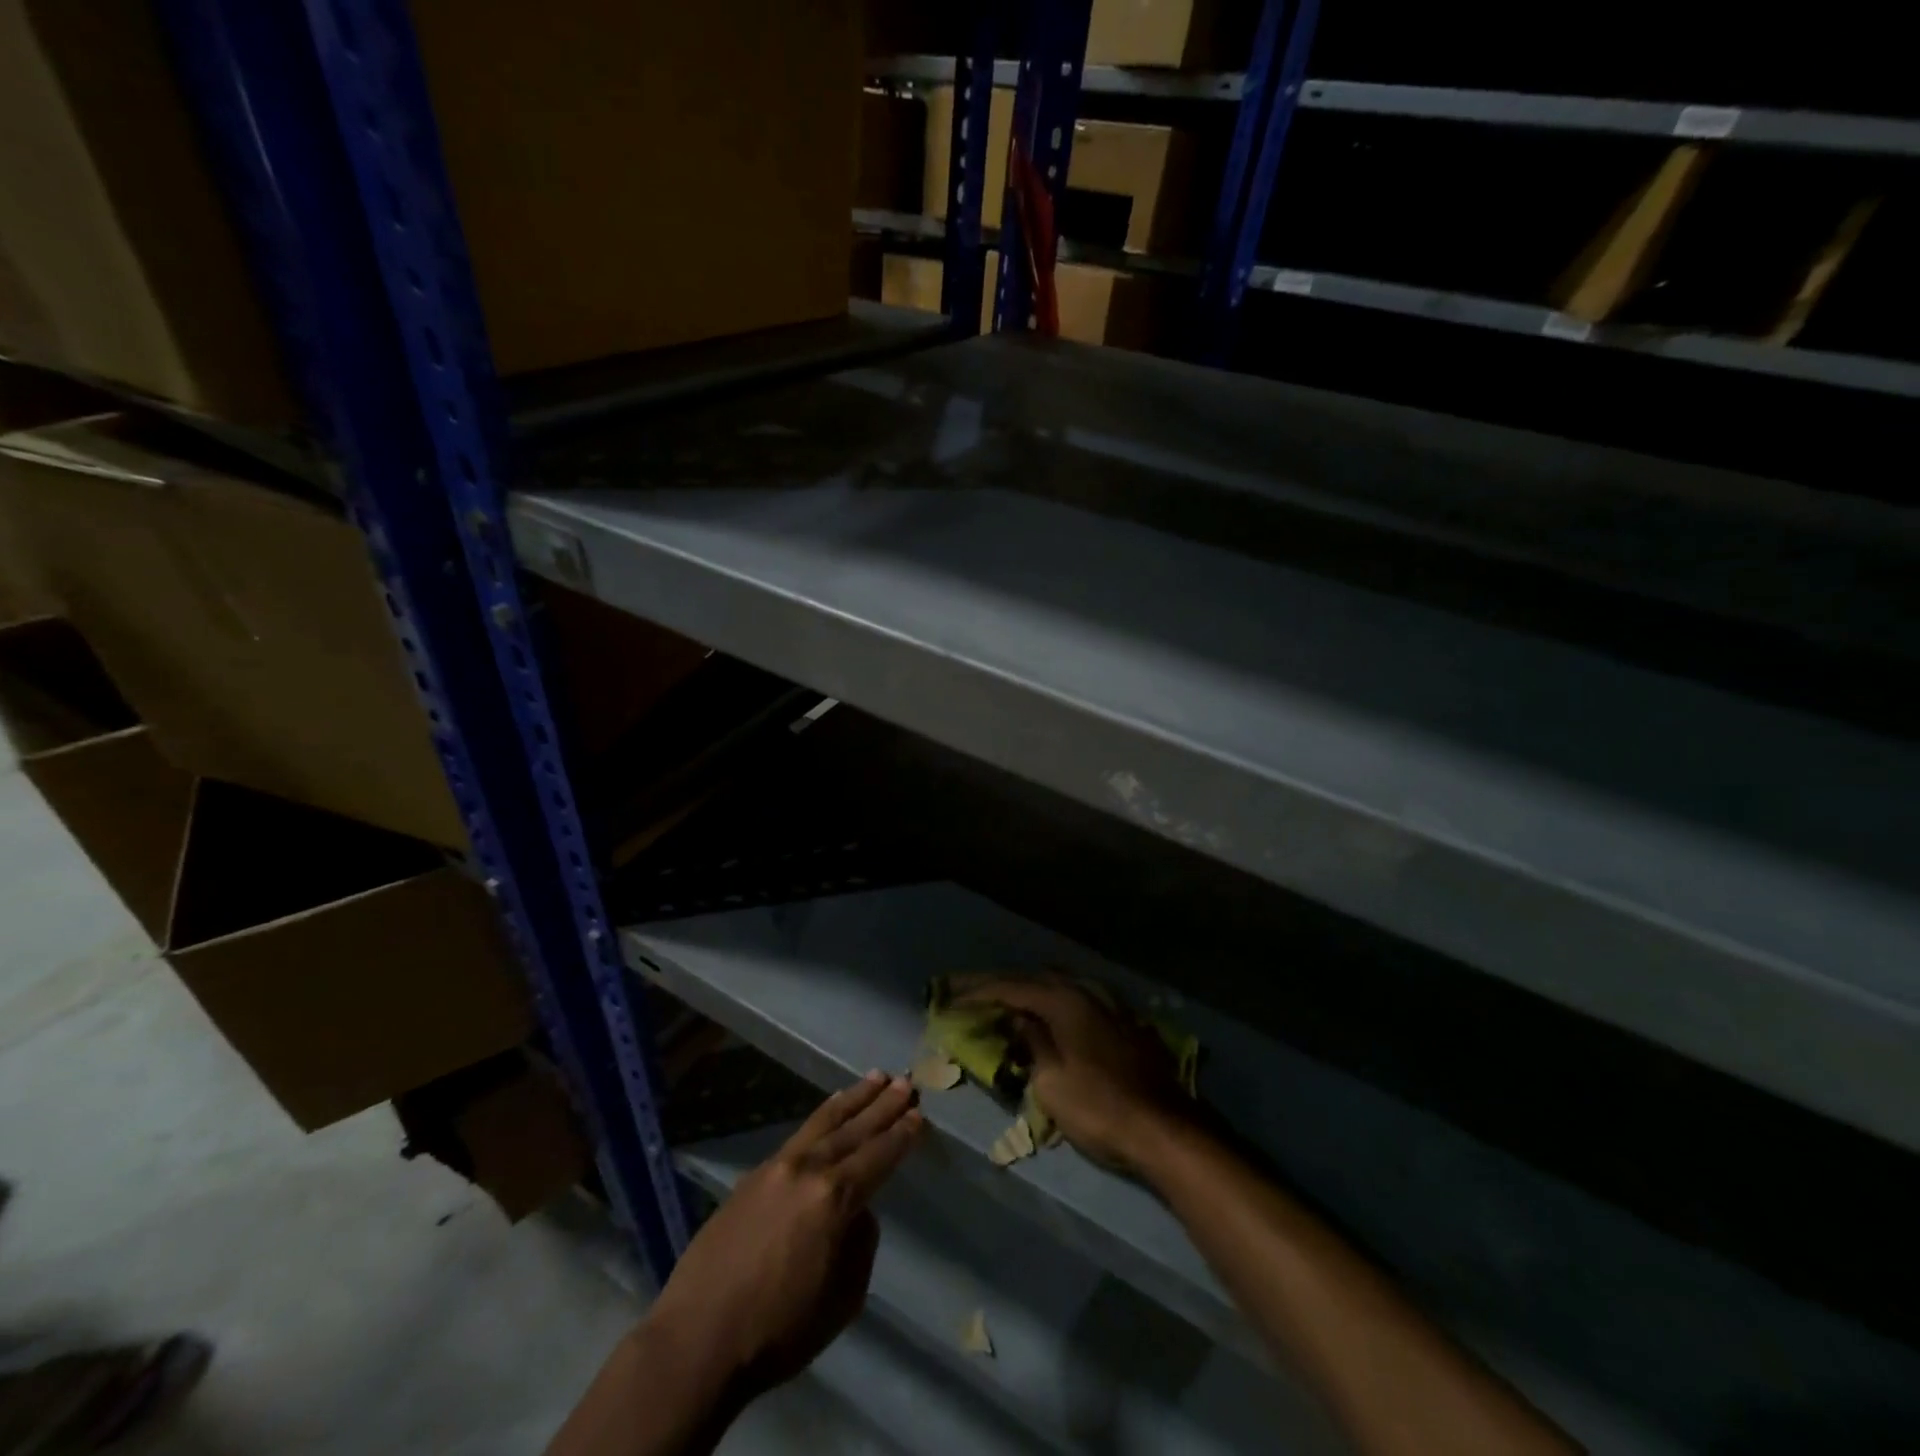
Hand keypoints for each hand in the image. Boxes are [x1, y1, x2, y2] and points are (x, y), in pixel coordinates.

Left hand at [645, 1073, 924, 1404]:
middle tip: (906, 1082)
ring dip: (853, 1099)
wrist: (697, 1340)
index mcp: (834, 1198)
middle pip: (854, 1129)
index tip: (919, 1115)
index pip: (878, 1157)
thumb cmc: (778, 1331)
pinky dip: (822, 1117)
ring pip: (824, 1122)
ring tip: (875, 1078)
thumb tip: (857, 1213)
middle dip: (883, 1105)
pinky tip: (830, 1110)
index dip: (902, 1136)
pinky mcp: (752, 1175)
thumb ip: (859, 1246)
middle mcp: (807, 1169)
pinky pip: (798, 1135)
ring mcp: (776, 1167)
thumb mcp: (842, 1301)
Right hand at [953, 976, 1192, 1174]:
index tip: (950, 996)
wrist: (1165, 1129)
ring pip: (1062, 983)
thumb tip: (1017, 1018)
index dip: (978, 991)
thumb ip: (1030, 1042)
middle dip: (1002, 983)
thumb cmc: (1099, 1108)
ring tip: (1008, 996)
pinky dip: (1057, 999)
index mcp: (1064, 1001)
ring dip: (1031, 987)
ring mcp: (1111, 1005)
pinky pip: (1081, 997)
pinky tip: (1053, 1010)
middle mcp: (1087, 992)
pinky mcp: (1126, 1022)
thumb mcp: (1051, 1081)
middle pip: (1036, 978)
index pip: (1011, 988)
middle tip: (973, 990)